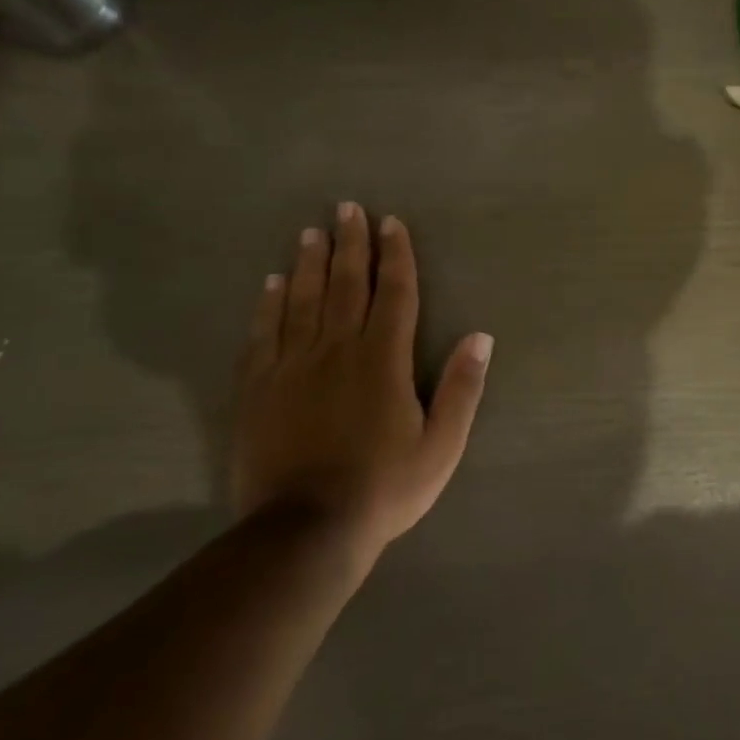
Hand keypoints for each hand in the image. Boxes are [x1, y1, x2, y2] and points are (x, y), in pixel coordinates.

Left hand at [232, 203, 492, 570]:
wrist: (306, 532)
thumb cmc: (385, 488)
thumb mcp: (442, 444)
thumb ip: (461, 388)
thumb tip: (480, 336)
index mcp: (383, 359)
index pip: (393, 293)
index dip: (394, 255)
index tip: (391, 222)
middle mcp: (337, 349)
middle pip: (345, 285)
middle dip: (349, 244)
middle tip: (346, 208)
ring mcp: (292, 367)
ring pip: (301, 301)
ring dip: (309, 263)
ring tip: (311, 233)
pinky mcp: (258, 389)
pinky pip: (263, 335)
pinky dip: (268, 305)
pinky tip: (270, 284)